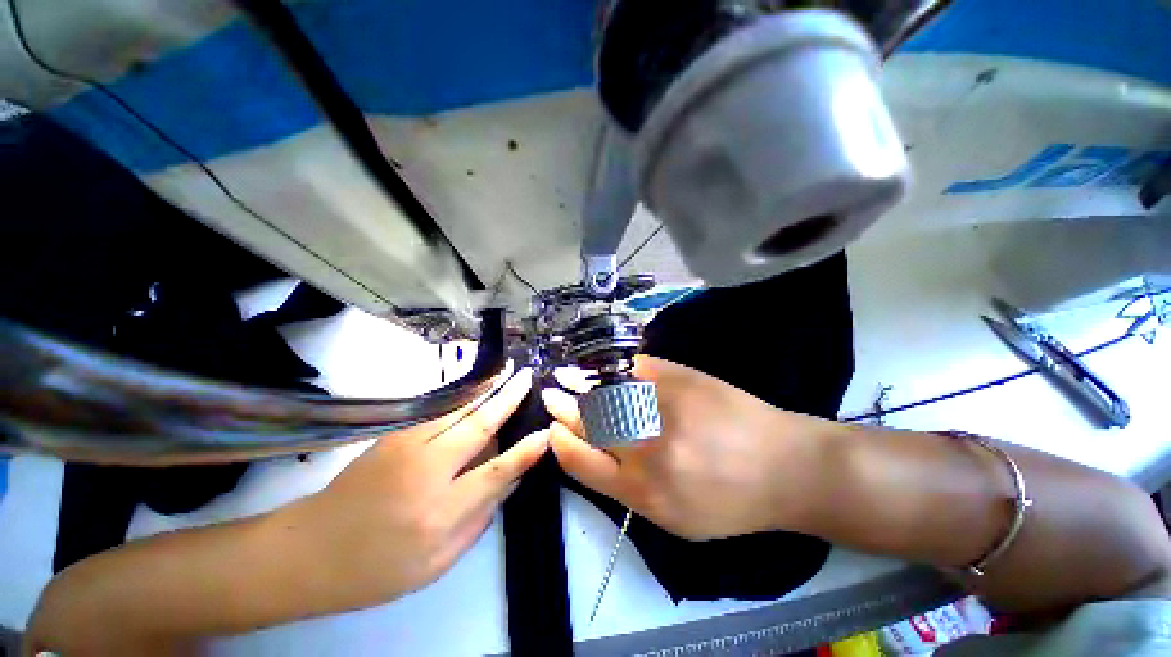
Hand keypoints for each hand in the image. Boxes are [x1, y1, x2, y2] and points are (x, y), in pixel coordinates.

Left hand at [283, 368, 548, 611]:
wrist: (308, 552)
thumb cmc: (376, 569)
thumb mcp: (436, 563)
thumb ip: (479, 519)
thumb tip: (510, 481)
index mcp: (439, 513)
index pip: (496, 472)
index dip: (525, 451)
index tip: (546, 431)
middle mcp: (426, 472)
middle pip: (477, 427)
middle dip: (507, 399)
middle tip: (526, 377)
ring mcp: (405, 448)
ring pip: (457, 410)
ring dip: (485, 388)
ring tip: (505, 370)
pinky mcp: (391, 436)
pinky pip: (436, 410)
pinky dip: (460, 395)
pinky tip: (474, 385)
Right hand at [545, 357, 830, 539]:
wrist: (786, 468)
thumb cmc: (730, 501)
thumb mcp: (675, 517)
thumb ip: (628, 488)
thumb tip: (590, 452)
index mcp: (644, 493)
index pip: (583, 462)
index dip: (561, 442)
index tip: (552, 429)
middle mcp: (649, 450)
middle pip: (591, 423)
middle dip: (565, 409)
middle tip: (551, 397)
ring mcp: (665, 408)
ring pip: (607, 393)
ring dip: (581, 385)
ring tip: (566, 378)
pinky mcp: (682, 379)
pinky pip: (636, 368)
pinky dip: (613, 367)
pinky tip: (601, 366)